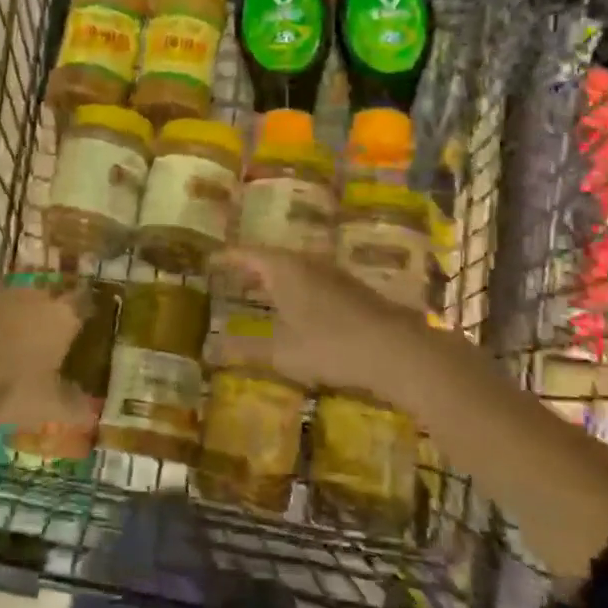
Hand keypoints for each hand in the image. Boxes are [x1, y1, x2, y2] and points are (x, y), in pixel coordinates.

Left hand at [0, 284, 95, 434]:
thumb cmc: (13, 389)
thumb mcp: (50, 407)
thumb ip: (75, 408)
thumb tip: (92, 415)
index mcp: (63, 316)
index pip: (85, 303)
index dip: (89, 312)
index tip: (93, 323)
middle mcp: (36, 298)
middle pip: (53, 299)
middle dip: (56, 315)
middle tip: (60, 337)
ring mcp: (2, 299)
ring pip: (23, 304)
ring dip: (26, 318)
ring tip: (27, 343)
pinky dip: (0, 327)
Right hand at [212, 248, 434, 407]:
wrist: (396, 350)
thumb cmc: (330, 345)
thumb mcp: (281, 352)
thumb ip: (245, 350)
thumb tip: (210, 350)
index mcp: (284, 268)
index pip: (247, 254)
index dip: (227, 257)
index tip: (210, 260)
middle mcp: (308, 262)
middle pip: (272, 259)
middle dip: (251, 269)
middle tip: (230, 278)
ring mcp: (334, 274)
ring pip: (296, 270)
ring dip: (276, 281)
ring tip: (259, 295)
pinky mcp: (354, 291)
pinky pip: (314, 283)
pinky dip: (297, 292)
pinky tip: (297, 312)